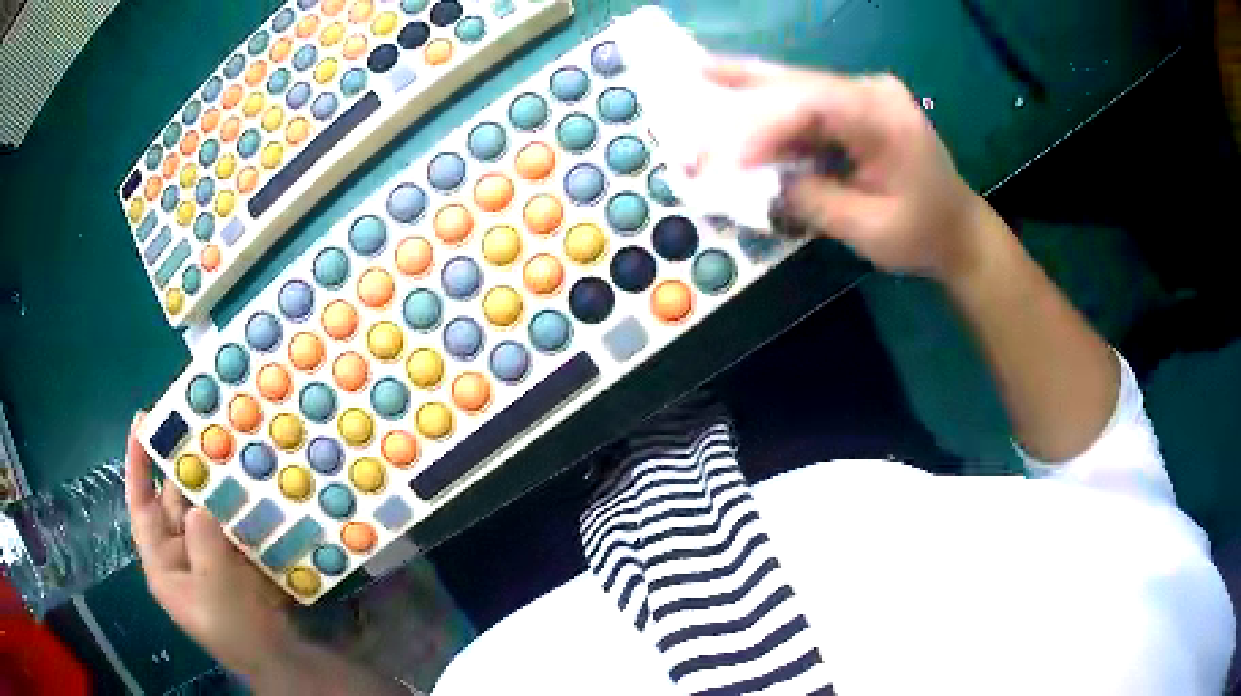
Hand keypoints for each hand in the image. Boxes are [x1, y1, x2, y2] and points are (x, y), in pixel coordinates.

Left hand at [124, 412, 299, 679]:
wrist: (279, 656)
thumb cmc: (235, 628)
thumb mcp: (214, 590)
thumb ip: (203, 543)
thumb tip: (201, 505)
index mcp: (163, 561)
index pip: (141, 505)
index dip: (137, 463)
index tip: (142, 420)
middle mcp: (180, 551)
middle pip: (175, 499)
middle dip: (186, 466)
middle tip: (201, 426)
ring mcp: (209, 553)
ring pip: (206, 507)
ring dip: (217, 483)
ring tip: (231, 447)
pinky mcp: (234, 557)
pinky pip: (231, 521)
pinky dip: (239, 503)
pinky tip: (254, 483)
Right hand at [699, 58, 989, 280]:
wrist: (959, 231)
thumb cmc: (922, 234)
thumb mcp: (867, 228)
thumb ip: (811, 200)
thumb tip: (759, 183)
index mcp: (883, 118)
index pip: (811, 106)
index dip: (761, 126)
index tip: (724, 160)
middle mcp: (871, 91)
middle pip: (797, 83)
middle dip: (743, 93)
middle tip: (692, 82)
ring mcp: (865, 94)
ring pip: (797, 86)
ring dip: (748, 89)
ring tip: (698, 73)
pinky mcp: (857, 106)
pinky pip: (807, 102)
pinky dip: (770, 105)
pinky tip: (734, 88)